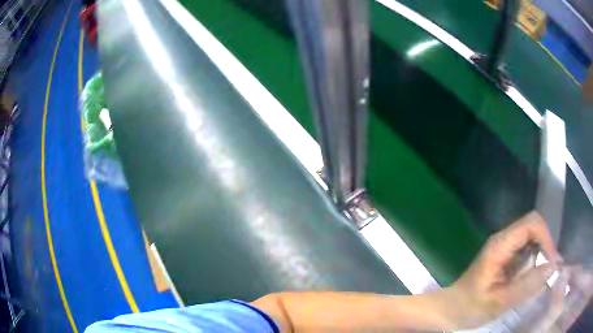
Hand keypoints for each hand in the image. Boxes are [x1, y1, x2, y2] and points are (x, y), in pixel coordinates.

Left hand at [443, 212, 561, 328]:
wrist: (449, 310)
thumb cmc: (470, 307)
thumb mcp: (499, 301)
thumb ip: (526, 285)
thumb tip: (553, 267)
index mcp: (500, 245)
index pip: (531, 224)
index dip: (546, 237)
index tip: (551, 261)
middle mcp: (503, 240)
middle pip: (532, 227)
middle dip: (546, 244)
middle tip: (550, 268)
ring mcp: (503, 247)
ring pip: (530, 238)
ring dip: (541, 252)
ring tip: (544, 274)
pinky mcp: (504, 257)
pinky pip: (525, 250)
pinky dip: (534, 259)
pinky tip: (533, 276)